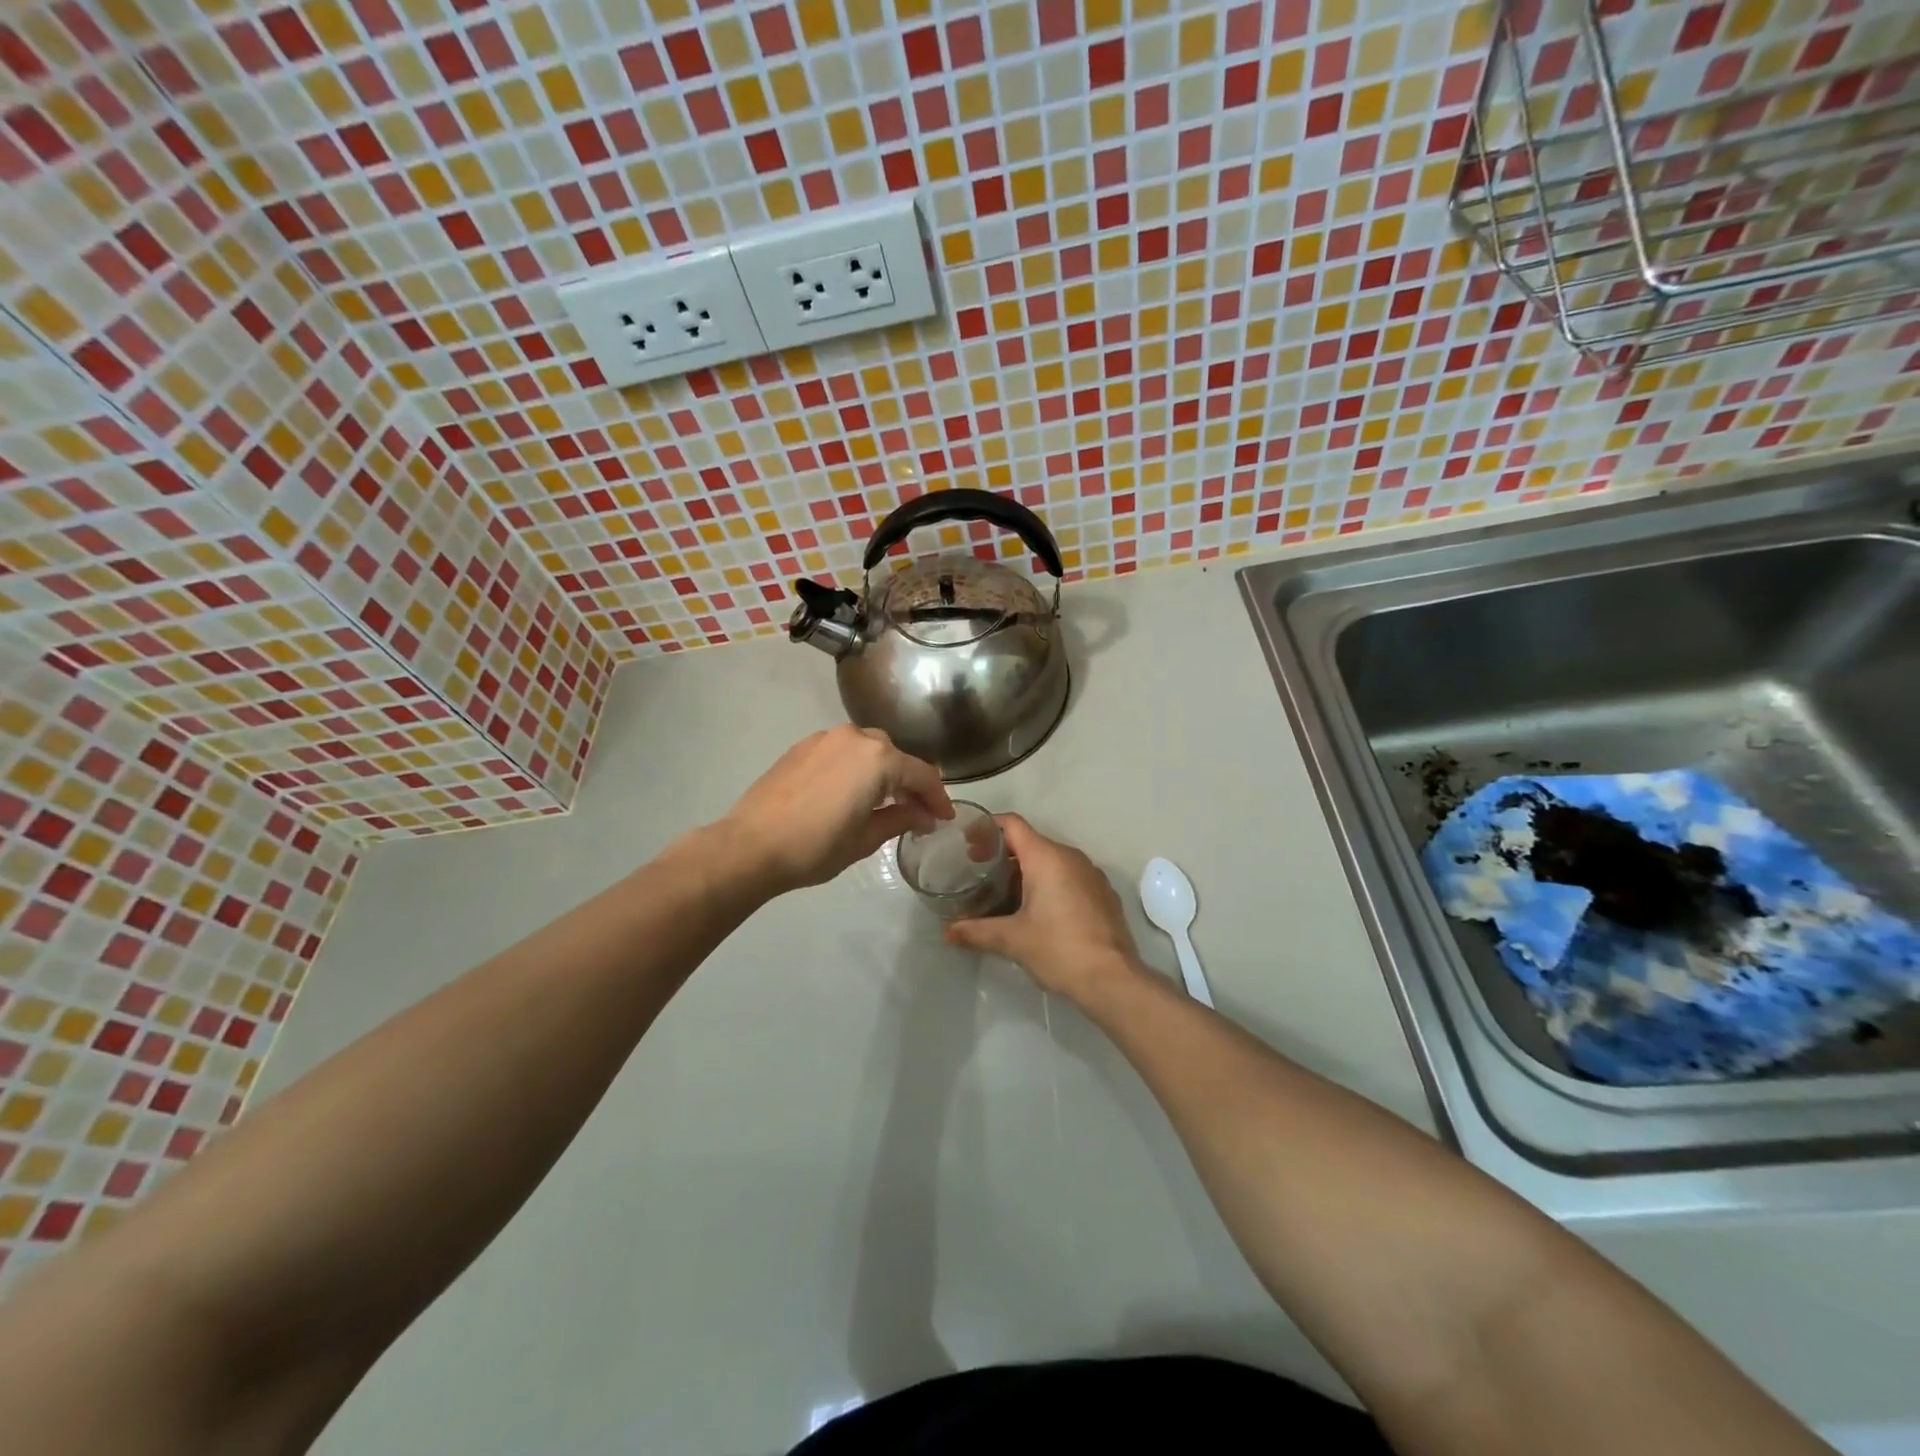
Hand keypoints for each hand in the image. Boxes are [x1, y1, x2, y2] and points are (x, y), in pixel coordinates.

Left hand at [721, 726, 953, 893]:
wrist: (750, 846)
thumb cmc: (816, 847)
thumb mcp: (866, 839)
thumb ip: (900, 820)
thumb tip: (923, 816)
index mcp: (878, 759)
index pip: (921, 774)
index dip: (937, 798)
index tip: (944, 819)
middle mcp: (854, 738)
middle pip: (895, 757)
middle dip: (910, 783)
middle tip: (916, 813)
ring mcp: (825, 739)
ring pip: (868, 750)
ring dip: (882, 773)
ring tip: (884, 803)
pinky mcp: (802, 747)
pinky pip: (842, 752)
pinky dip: (856, 769)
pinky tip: (851, 793)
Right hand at [944, 815, 1144, 1002]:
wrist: (1113, 979)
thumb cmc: (1058, 949)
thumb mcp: (1011, 939)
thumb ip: (975, 931)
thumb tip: (947, 932)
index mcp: (1046, 857)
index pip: (1012, 824)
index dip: (988, 828)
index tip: (968, 844)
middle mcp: (1071, 856)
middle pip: (1030, 842)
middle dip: (1003, 854)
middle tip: (979, 873)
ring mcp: (1091, 874)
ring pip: (1051, 860)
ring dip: (1026, 871)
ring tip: (1004, 894)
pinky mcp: (1103, 893)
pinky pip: (1069, 876)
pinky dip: (1050, 884)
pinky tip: (1038, 911)